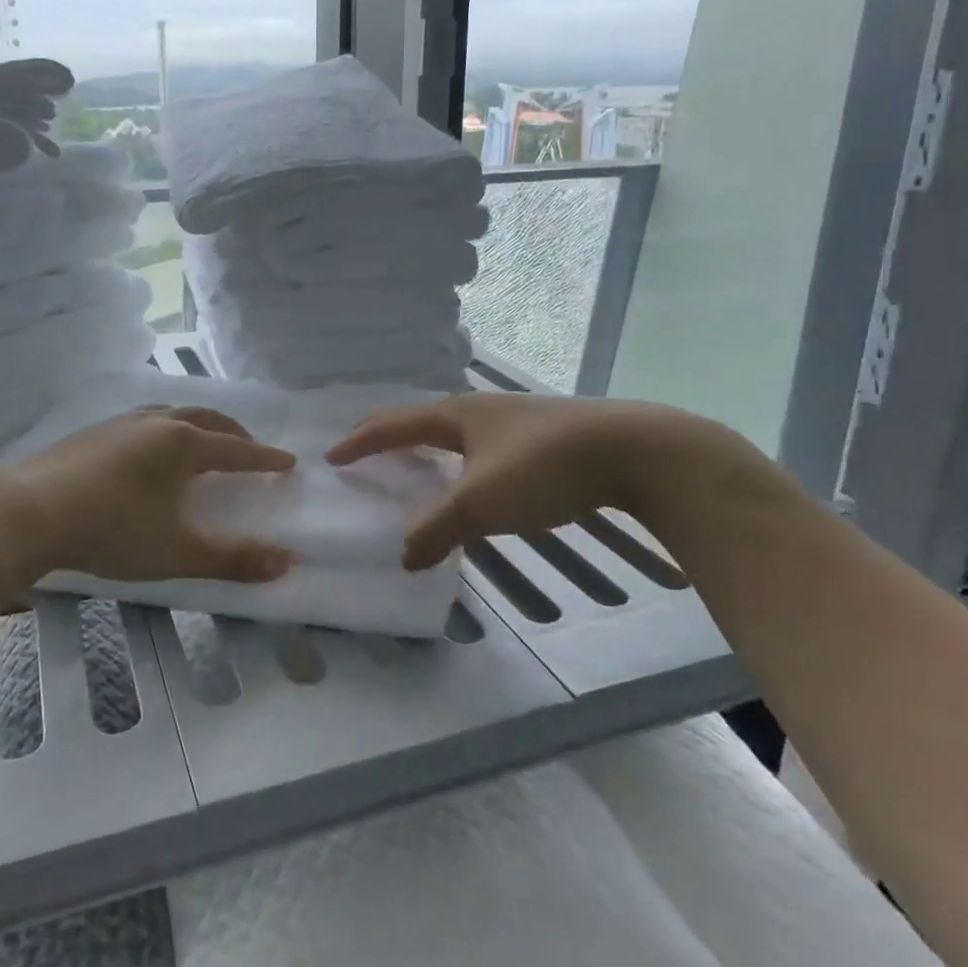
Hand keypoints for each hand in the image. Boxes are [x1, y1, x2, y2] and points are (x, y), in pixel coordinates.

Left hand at [0, 406, 298, 584]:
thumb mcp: (176, 552)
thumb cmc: (111, 530)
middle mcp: (156, 423)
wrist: (28, 512)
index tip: (288, 462)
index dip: (264, 458)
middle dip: (235, 434)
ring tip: (203, 443)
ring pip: (173, 414)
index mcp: (183, 444)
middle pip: (207, 420)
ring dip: (198, 426)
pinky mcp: (93, 432)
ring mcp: (121, 423)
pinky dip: (165, 429)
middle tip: (250, 450)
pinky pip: (144, 421)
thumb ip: (232, 559)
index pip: (237, 449)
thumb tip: (286, 562)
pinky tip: (150, 450)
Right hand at [326, 392, 768, 568]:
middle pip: (421, 419)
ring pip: (457, 431)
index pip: (392, 424)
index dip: (359, 442)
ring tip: (418, 468)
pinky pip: (485, 445)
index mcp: (454, 415)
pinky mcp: (545, 435)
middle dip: (390, 437)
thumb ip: (437, 529)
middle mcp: (480, 409)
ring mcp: (515, 419)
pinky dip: (463, 460)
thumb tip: (403, 557)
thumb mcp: (480, 503)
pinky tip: (478, 480)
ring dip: (429, 448)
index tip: (333, 457)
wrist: (634, 450)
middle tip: (368, 455)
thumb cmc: (543, 467)